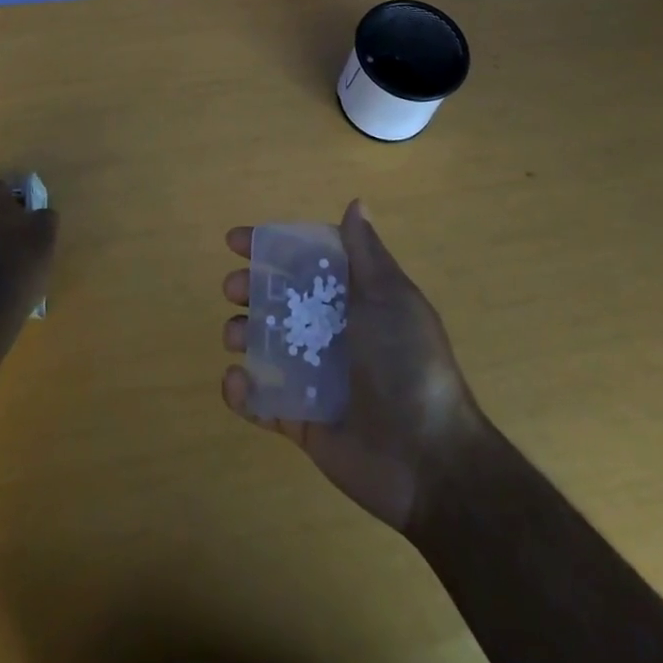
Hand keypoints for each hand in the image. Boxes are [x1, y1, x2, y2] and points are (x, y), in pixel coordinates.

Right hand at [221, 200, 482, 531]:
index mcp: (352, 300)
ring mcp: (314, 378)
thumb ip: (366, 253)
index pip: (303, 263)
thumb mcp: (390, 298)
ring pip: (265, 346)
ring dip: (242, 335)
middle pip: (277, 301)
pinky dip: (243, 392)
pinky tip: (237, 382)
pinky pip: (263, 401)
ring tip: (234, 337)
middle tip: (234, 290)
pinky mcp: (302, 420)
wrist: (428, 459)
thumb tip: (356, 202)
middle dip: (249, 289)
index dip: (269, 248)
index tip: (235, 242)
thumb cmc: (407, 363)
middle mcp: (331, 333)